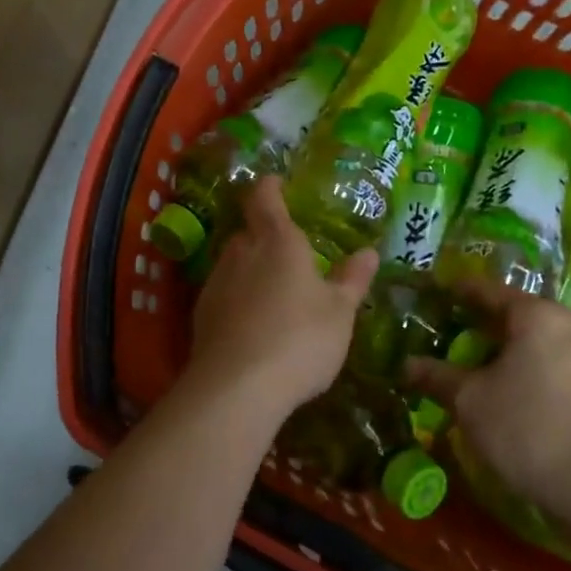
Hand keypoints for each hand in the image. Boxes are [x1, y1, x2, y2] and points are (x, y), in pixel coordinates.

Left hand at [186, 176, 377, 419]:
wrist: (237, 387)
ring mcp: (216, 283)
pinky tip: (252, 324)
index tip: (276, 183)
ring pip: (233, 264)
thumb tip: (369, 252)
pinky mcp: (201, 315)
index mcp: (278, 242)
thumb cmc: (300, 339)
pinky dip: (237, 300)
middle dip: (264, 237)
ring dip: (250, 271)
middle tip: (287, 253)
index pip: (265, 199)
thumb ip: (352, 280)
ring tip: (273, 293)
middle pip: (248, 233)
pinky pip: (223, 294)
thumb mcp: (339, 312)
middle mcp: (241, 253)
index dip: (270, 188)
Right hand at [404, 278, 570, 515]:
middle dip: (473, 323)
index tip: (428, 295)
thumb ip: (436, 375)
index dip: (453, 292)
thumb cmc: (525, 426)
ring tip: (461, 362)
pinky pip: (543, 363)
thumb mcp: (468, 399)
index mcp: (535, 315)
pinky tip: (493, 388)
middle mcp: (563, 325)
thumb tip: (406, 364)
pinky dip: (516, 368)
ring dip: (495, 350)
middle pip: (509, 314)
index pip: (485, 290)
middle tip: (438, 332)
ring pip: (527, 341)